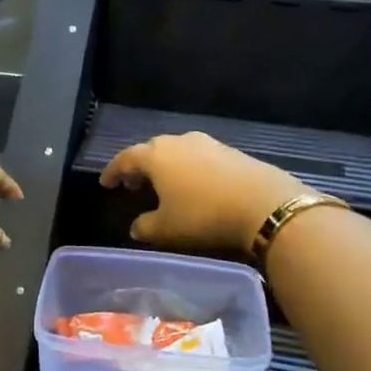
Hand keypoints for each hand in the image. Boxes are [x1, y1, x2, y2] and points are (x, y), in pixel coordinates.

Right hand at [99, 132, 302, 256]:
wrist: (264, 203)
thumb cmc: (204, 215)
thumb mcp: (167, 228)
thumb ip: (145, 226)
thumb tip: (135, 226)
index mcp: (156, 155)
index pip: (125, 158)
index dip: (113, 171)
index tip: (106, 183)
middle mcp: (178, 142)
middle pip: (151, 150)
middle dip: (139, 166)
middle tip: (133, 184)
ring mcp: (207, 143)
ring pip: (176, 151)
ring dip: (166, 166)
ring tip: (163, 185)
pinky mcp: (230, 151)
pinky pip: (199, 157)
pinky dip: (188, 168)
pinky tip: (194, 185)